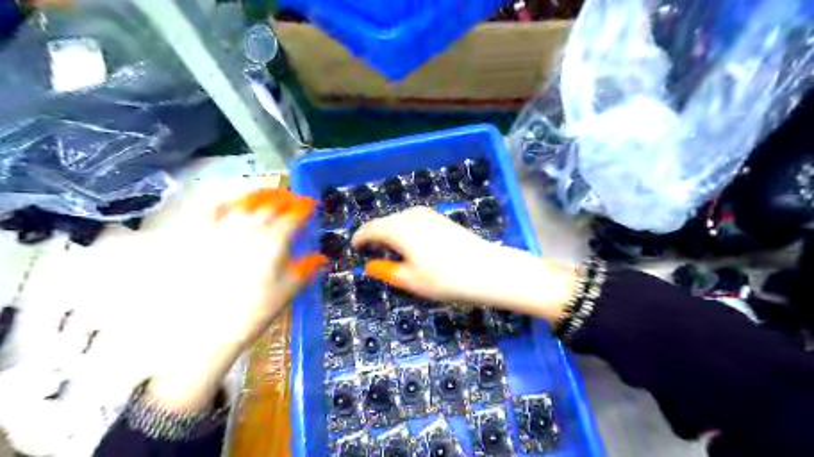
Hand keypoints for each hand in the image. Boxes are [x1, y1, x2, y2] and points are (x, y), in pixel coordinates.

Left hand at [148, 189, 325, 412]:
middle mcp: (250, 228)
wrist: (205, 328)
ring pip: (244, 202)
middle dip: (284, 198)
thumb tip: (322, 259)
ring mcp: (223, 228)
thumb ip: (305, 271)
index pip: (293, 217)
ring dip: (259, 196)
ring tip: (266, 195)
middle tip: (291, 199)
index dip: (304, 208)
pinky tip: (230, 204)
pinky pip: (213, 209)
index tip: (310, 205)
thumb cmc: (252, 311)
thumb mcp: (286, 292)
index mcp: (274, 241)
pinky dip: (226, 203)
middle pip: (270, 204)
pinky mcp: (199, 234)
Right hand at [353, 206, 574, 321]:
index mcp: (399, 228)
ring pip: (401, 220)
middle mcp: (411, 215)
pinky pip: (415, 220)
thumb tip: (369, 265)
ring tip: (391, 250)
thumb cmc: (445, 279)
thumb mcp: (410, 280)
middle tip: (372, 253)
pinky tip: (413, 245)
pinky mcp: (442, 219)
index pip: (371, 229)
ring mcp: (429, 215)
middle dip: (376, 236)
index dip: (360, 238)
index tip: (354, 247)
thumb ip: (386, 271)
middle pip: (385, 222)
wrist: (487, 270)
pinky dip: (406, 230)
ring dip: (391, 232)